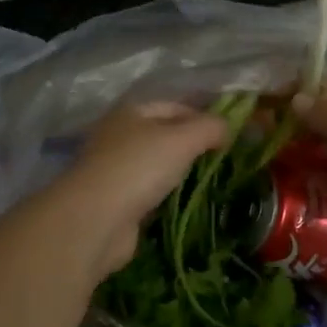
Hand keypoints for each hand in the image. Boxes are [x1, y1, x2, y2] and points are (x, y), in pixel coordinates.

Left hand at [57, 101, 229, 277]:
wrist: (96, 219)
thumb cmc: (139, 168)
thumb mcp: (182, 139)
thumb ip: (209, 127)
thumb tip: (227, 127)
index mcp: (131, 112)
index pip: (175, 106)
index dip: (203, 117)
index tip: (230, 137)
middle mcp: (119, 135)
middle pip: (164, 135)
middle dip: (192, 147)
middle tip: (224, 161)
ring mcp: (115, 169)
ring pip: (156, 166)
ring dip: (180, 174)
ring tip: (211, 183)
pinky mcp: (115, 201)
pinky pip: (149, 193)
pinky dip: (166, 197)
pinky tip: (185, 204)